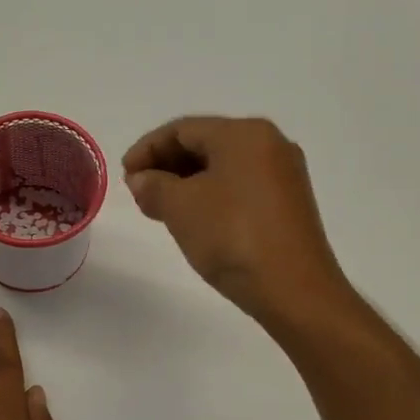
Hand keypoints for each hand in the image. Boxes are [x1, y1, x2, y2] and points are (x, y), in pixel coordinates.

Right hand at [123, 116, 350, 324]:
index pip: (183, 129)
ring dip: (186, 183)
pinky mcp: (288, 204)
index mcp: (244, 133)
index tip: (124, 175)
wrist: (295, 291)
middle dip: (166, 165)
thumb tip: (142, 179)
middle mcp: (270, 144)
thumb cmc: (233, 237)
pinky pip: (239, 187)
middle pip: (205, 143)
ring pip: (222, 167)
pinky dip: (210, 196)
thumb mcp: (181, 207)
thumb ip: (154, 186)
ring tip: (159, 209)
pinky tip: (192, 219)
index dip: (147, 149)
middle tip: (139, 192)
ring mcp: (283, 175)